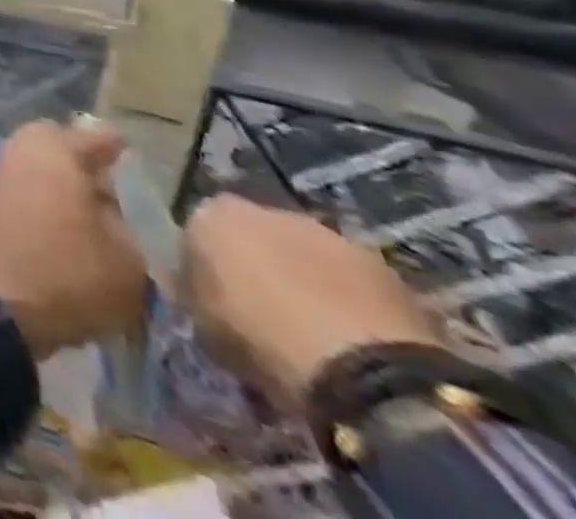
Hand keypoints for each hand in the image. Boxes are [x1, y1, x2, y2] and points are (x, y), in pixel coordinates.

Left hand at [0, 120, 147, 357]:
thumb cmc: (70, 273)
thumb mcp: (128, 260)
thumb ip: (129, 227)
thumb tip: (118, 211)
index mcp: (55, 153)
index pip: (92, 138)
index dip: (114, 145)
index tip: (128, 150)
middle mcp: (20, 152)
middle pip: (52, 142)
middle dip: (78, 156)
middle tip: (106, 182)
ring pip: (32, 163)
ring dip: (57, 178)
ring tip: (88, 210)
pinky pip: (19, 186)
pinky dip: (39, 196)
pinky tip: (60, 224)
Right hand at [180, 196, 444, 407]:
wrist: (360, 365)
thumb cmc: (259, 338)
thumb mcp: (201, 321)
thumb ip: (196, 292)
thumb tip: (202, 291)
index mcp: (210, 215)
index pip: (198, 234)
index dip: (205, 267)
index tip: (214, 299)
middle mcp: (263, 210)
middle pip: (255, 237)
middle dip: (260, 267)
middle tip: (266, 314)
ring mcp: (326, 234)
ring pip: (305, 256)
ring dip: (306, 282)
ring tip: (316, 333)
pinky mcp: (380, 265)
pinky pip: (349, 282)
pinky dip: (347, 302)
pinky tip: (353, 341)